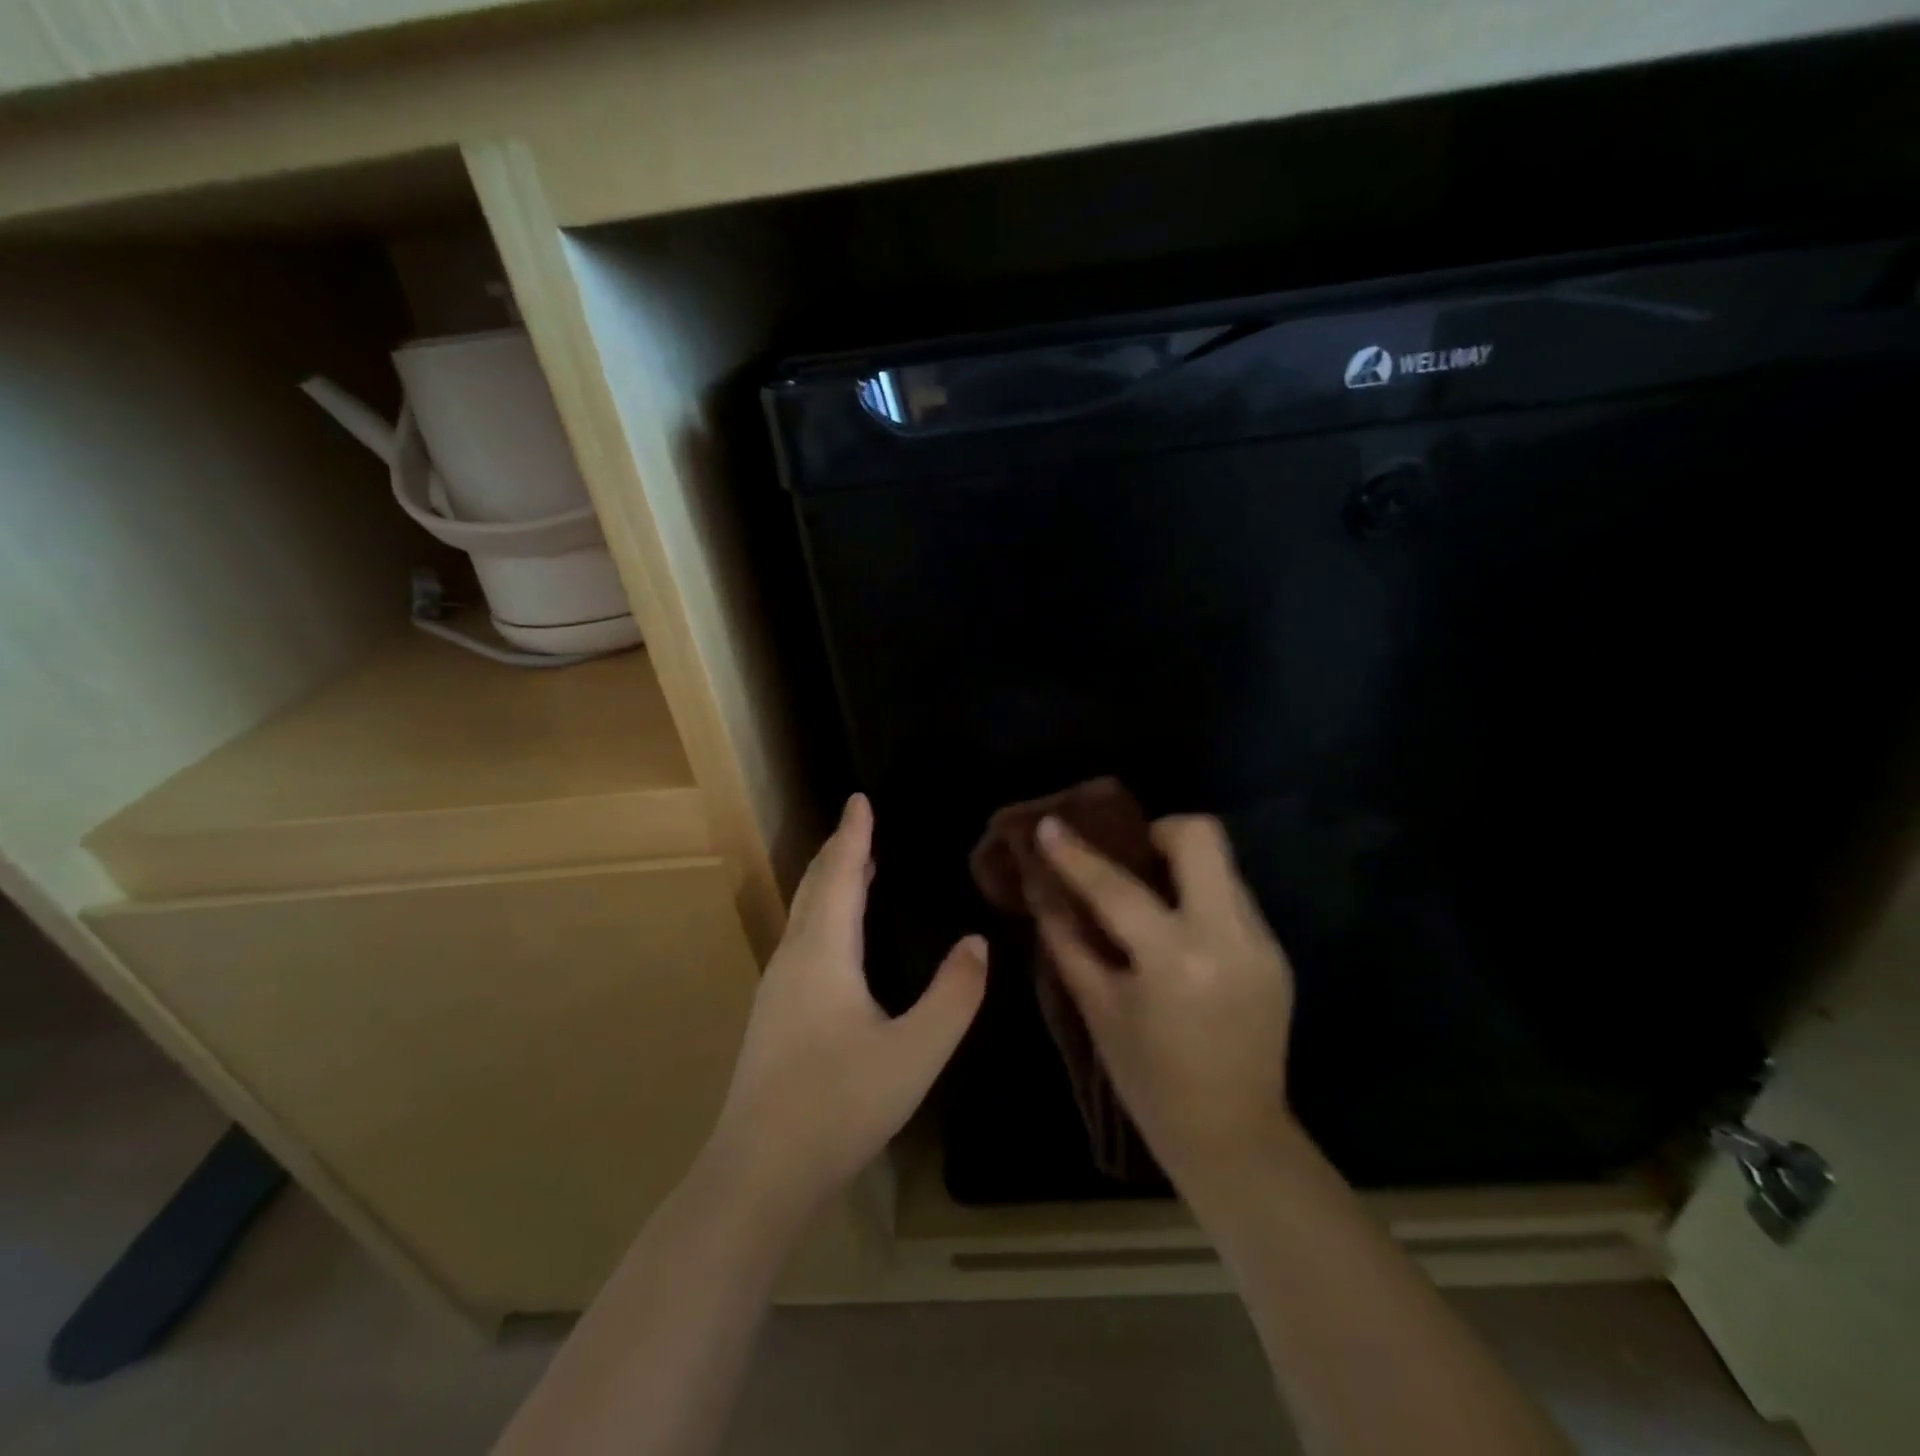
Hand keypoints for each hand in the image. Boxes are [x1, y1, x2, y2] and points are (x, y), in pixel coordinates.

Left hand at [705, 793, 988, 1215]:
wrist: (758, 1173)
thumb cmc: (839, 1105)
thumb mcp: (915, 1053)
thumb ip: (954, 995)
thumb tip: (977, 942)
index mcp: (824, 952)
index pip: (843, 874)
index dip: (854, 834)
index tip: (859, 798)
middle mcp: (794, 957)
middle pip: (816, 886)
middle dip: (838, 851)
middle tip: (860, 824)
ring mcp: (776, 988)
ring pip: (803, 914)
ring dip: (829, 882)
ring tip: (856, 868)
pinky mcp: (772, 1015)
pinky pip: (801, 939)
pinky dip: (822, 914)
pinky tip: (836, 938)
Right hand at [1035, 813, 1295, 1193]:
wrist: (1233, 1136)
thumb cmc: (1149, 1081)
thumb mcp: (1097, 1009)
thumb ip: (1067, 940)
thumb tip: (1042, 888)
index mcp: (1175, 960)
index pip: (1117, 887)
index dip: (1076, 854)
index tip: (1049, 825)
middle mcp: (1228, 936)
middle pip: (1202, 836)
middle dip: (1159, 830)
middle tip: (1130, 857)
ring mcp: (1261, 942)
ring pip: (1222, 862)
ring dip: (1181, 864)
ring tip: (1152, 895)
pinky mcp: (1275, 951)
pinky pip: (1232, 897)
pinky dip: (1199, 897)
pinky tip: (1179, 931)